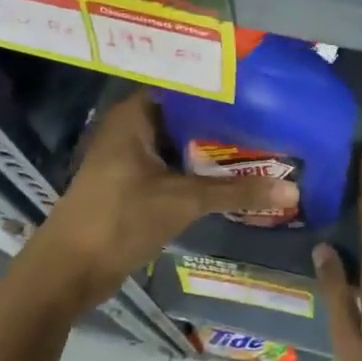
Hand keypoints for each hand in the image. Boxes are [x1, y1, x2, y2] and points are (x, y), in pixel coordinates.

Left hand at [26, 91, 297, 310]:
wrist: (68, 272)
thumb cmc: (120, 220)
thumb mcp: (183, 201)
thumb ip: (237, 191)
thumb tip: (292, 189)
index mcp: (135, 115)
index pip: (187, 88)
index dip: (223, 90)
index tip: (262, 92)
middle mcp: (132, 128)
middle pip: (187, 118)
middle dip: (226, 123)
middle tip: (272, 121)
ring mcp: (131, 158)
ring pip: (182, 146)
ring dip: (214, 151)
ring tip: (264, 145)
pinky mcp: (134, 185)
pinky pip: (175, 168)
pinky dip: (200, 172)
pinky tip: (235, 177)